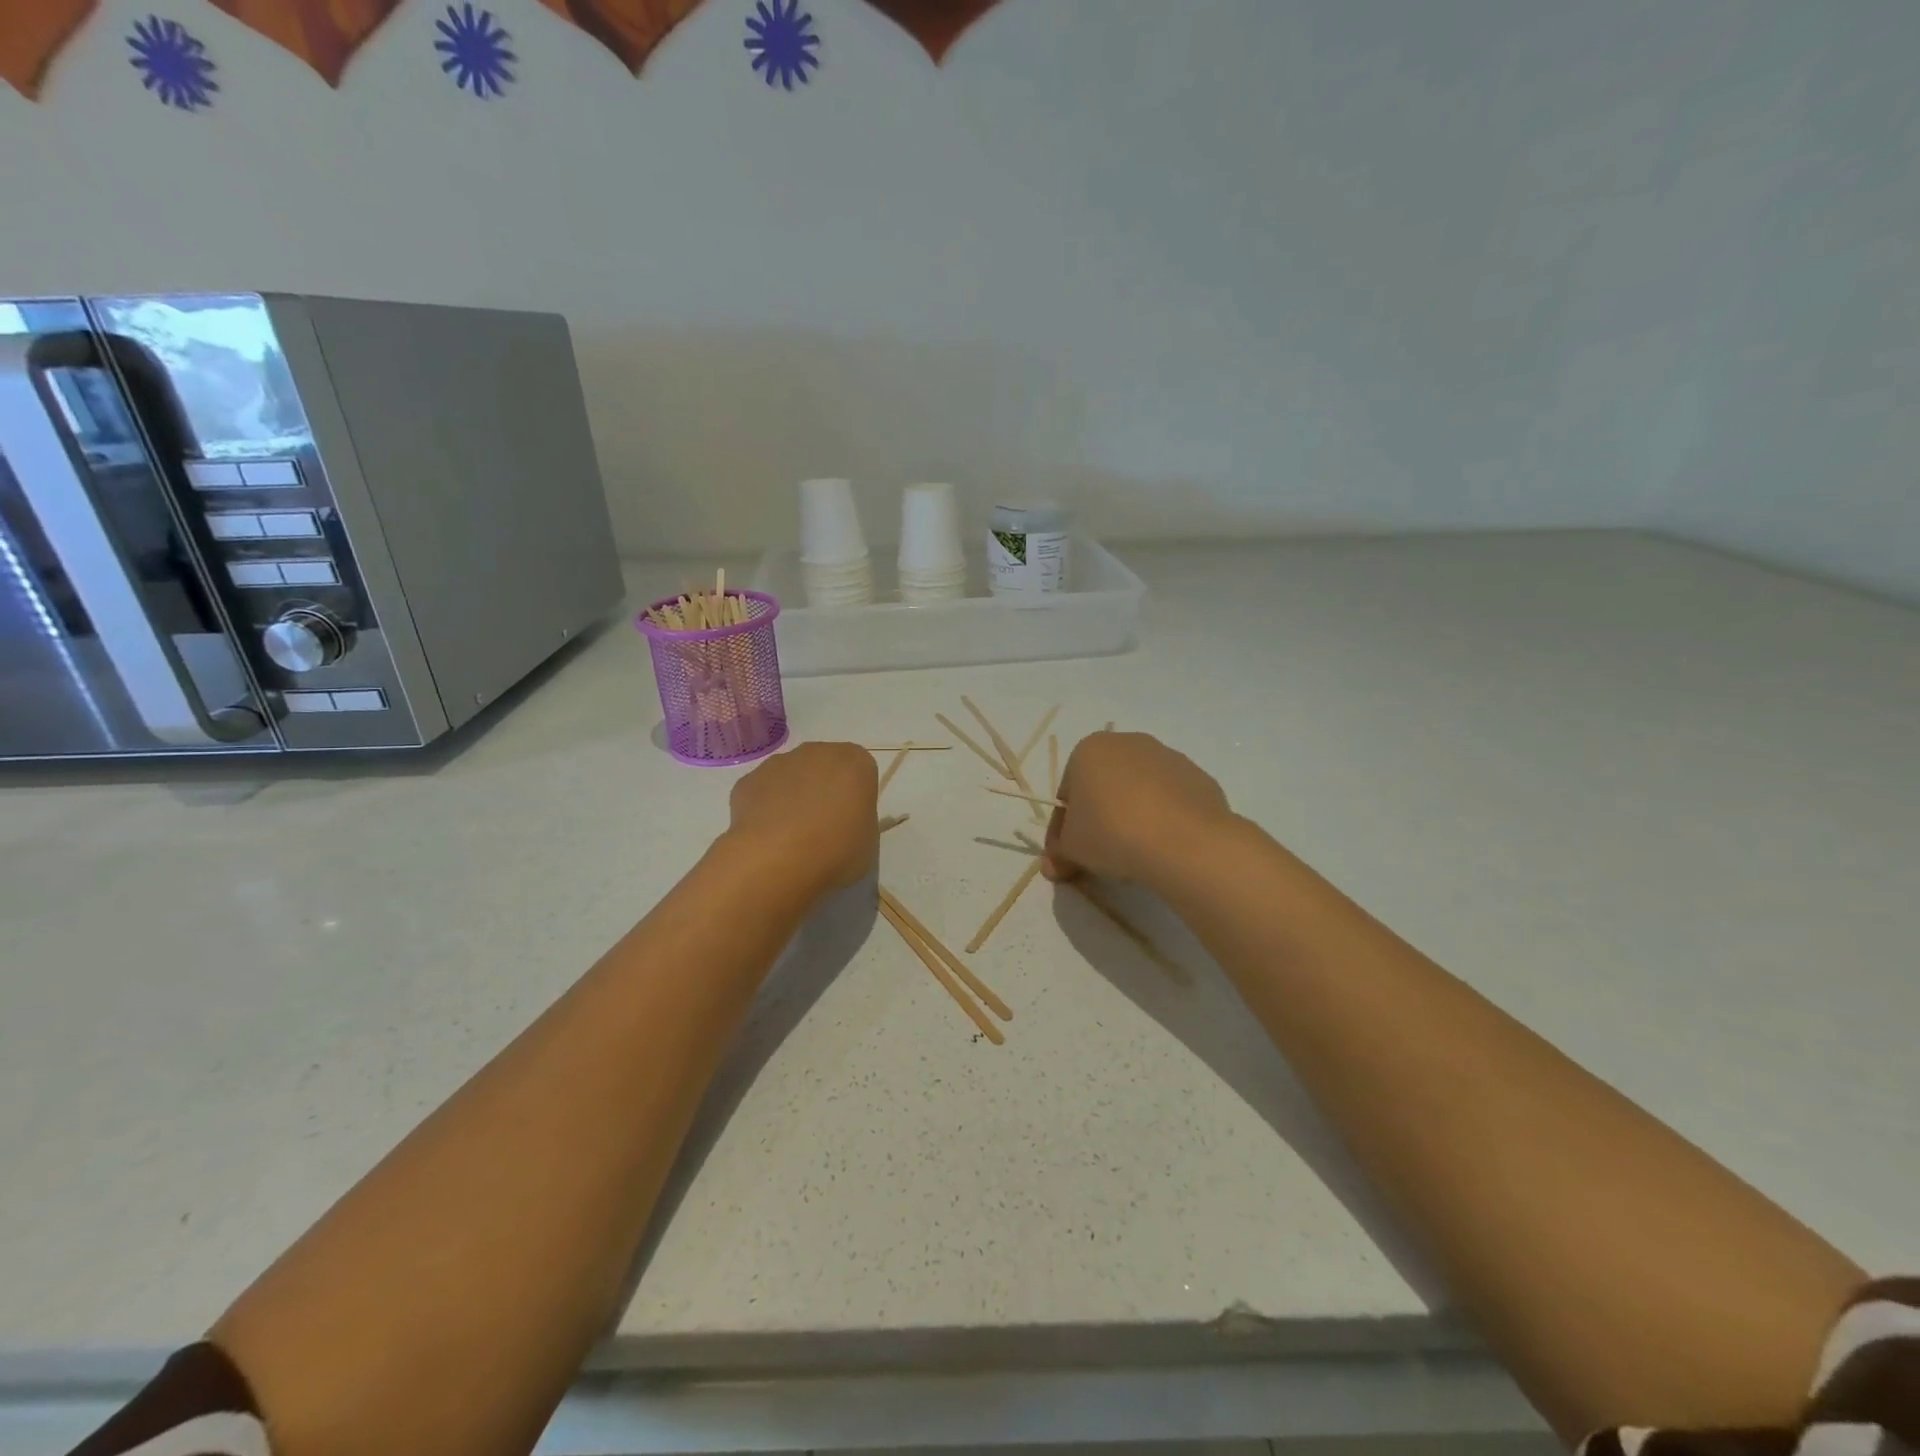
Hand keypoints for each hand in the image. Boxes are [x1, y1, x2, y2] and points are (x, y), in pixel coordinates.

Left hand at [725, 741, 878, 902]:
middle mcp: (817, 752)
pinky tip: (767, 837)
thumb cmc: (836, 851)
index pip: (862, 772)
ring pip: (791, 776)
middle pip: (825, 767)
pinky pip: (763, 791)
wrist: (776, 860)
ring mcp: (779, 763)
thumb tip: (844, 822)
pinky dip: (765, 808)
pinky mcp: (748, 780)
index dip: (856, 798)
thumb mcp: (869, 843)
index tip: (851, 823)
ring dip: (793, 797)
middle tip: (823, 829)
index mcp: (855, 762)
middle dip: (824, 790)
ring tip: (791, 837)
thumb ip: (860, 822)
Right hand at [1043, 731, 1231, 887]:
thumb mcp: (1071, 850)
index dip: (1065, 828)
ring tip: (1136, 854)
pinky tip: (1165, 847)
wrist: (1185, 841)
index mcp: (1089, 749)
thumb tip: (1052, 866)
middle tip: (1100, 855)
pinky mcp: (1199, 778)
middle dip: (1099, 818)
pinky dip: (1164, 820)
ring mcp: (1168, 757)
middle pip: (1104, 787)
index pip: (1068, 793)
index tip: (1069, 855)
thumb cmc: (1112, 833)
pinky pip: (1171, 802)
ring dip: (1132, 817)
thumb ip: (1058, 854)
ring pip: (1139, 792)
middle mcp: (1128, 743)